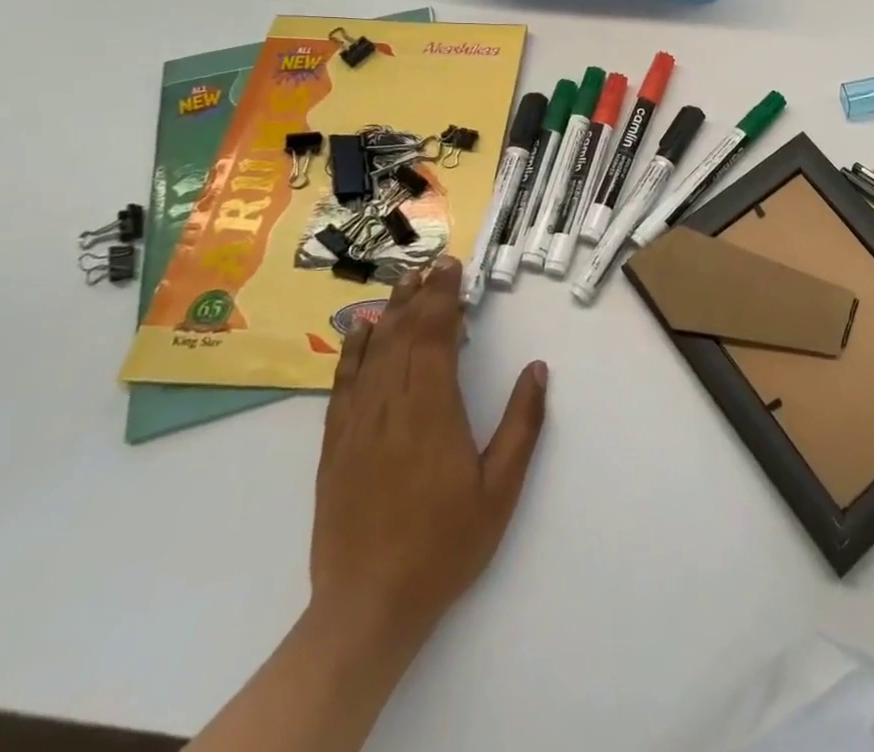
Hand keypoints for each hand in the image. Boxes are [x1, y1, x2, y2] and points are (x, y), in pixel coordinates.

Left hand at [309, 259, 547, 649]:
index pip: (435, 337)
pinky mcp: (335, 447)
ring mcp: (357, 426)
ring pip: (374, 354)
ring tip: (403, 283)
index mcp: (432, 412)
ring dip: (390, 313)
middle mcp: (391, 407)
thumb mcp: (500, 489)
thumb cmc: (444, 546)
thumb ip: (522, 425)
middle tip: (433, 265)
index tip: (451, 268)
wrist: (367, 608)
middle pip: (403, 336)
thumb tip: (538, 369)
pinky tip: (362, 332)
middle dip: (419, 295)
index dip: (443, 297)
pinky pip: (343, 385)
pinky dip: (353, 351)